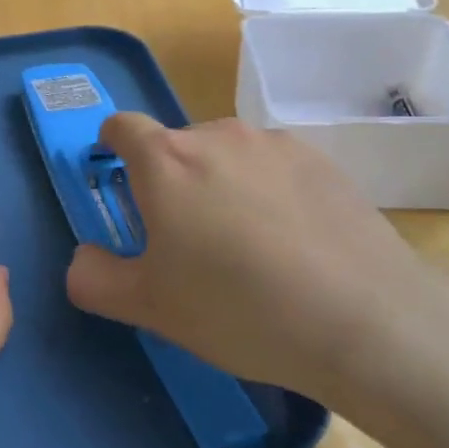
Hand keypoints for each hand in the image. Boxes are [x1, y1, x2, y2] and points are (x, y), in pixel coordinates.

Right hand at [65, 114, 442, 396]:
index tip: (119, 176)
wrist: (365, 321)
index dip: (112, 145)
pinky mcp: (322, 160)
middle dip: (171, 181)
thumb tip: (83, 258)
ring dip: (221, 184)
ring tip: (248, 245)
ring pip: (228, 155)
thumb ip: (95, 278)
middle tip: (188, 240)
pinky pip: (275, 167)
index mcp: (166, 161)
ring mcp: (274, 144)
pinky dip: (268, 191)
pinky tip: (294, 243)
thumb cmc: (238, 309)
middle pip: (177, 145)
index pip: (122, 125)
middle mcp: (217, 136)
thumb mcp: (149, 307)